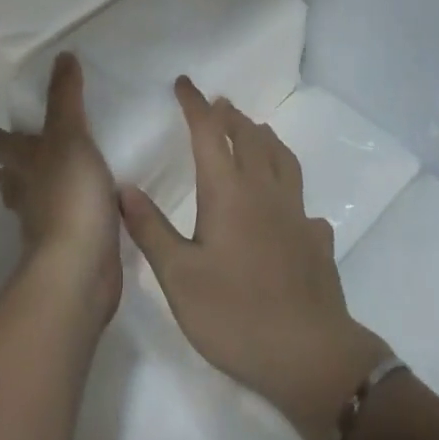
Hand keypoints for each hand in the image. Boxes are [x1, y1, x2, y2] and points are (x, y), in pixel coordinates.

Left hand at [0, 53, 121, 323]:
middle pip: (11, 179)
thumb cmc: (68, 193)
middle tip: (5, 161)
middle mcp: (30, 195)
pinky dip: (69, 214)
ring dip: (34, 193)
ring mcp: (47, 226)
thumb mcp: (69, 134)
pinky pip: (66, 223)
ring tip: (44, 183)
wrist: (79, 268)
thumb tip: (61, 55)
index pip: (3, 144)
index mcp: (25, 165)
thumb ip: (66, 97)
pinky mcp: (71, 249)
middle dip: (8, 169)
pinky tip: (85, 210)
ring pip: (34, 203)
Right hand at [119, 77, 391, 439]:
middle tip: (217, 106)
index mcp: (228, 190)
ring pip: (281, 158)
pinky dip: (292, 191)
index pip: (209, 131)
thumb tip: (123, 186)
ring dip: (264, 137)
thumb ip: (151, 229)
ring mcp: (295, 212)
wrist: (310, 356)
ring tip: (255, 131)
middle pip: (249, 136)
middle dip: (230, 115)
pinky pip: (303, 202)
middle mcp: (263, 189)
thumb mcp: (179, 277)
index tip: (183, 83)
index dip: (195, 104)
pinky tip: (292, 208)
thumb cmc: (235, 314)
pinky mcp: (315, 240)